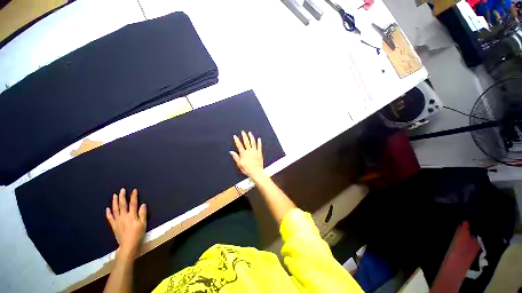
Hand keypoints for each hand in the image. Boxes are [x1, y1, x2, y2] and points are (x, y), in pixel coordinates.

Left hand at [106, 188, 146, 258]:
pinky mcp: (114, 225)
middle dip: (122, 196)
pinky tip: (107, 209)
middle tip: (122, 190)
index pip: (133, 204)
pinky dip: (108, 213)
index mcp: (132, 215)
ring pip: (115, 209)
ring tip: (114, 196)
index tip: (134, 190)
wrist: (128, 245)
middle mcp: (124, 215)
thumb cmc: (137, 236)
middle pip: (123, 204)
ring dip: (115, 201)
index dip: (133, 196)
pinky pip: (110, 218)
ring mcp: (117, 220)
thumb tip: (143, 205)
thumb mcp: (143, 226)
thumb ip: (143, 215)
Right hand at [230, 131, 264, 179]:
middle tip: (243, 132)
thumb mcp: (239, 164)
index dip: (236, 140)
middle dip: (244, 136)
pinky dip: (259, 142)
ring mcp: (255, 151)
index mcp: (243, 153)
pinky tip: (259, 139)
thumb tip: (231, 152)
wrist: (256, 172)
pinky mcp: (259, 153)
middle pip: (246, 141)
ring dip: (251, 137)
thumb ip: (235, 157)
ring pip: (253, 142)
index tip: (235, 136)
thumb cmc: (247, 169)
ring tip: (250, 133)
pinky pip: (259, 146)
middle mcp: (249, 150)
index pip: (239, 145)